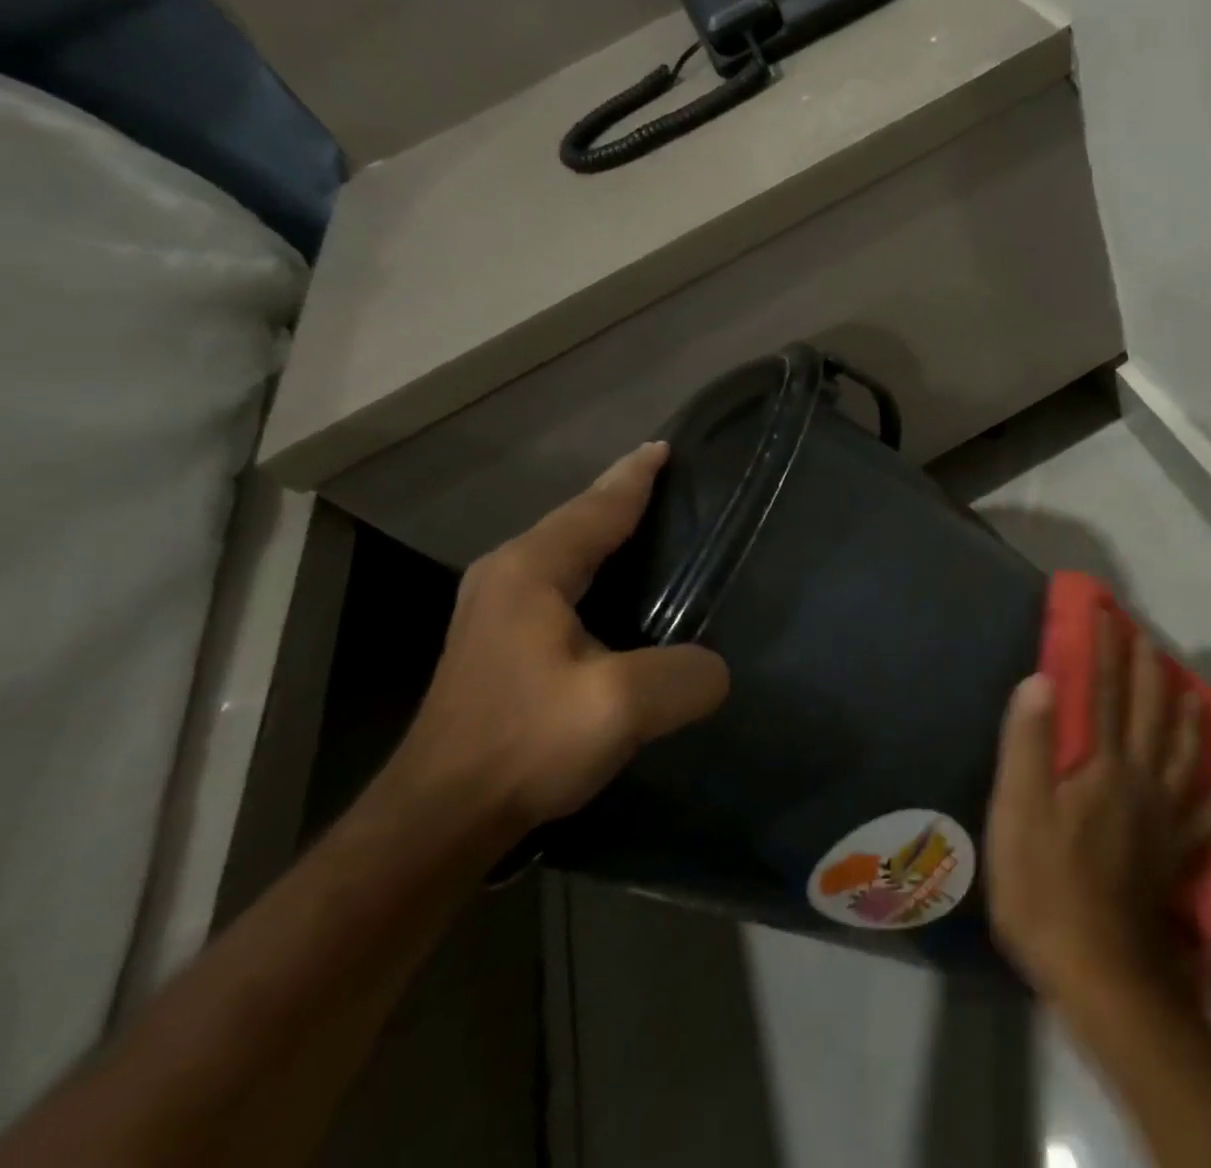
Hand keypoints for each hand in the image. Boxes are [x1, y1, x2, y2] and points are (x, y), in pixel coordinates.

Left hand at [388, 442, 729, 846]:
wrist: (437, 821)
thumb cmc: (524, 744)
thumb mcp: (620, 707)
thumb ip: (685, 675)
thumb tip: (715, 669)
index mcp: (531, 570)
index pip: (597, 507)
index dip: (636, 477)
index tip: (667, 447)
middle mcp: (508, 576)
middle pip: (578, 520)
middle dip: (624, 497)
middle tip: (673, 483)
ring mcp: (498, 610)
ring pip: (568, 550)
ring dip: (609, 533)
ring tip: (657, 528)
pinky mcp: (502, 643)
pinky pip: (563, 582)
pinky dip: (598, 569)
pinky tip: (624, 590)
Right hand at [985, 615, 1210, 1009]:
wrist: (1103, 976)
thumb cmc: (1048, 890)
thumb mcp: (1019, 812)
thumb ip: (1029, 744)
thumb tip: (1041, 678)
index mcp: (1103, 767)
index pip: (1104, 694)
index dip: (1105, 651)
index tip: (1106, 613)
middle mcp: (1142, 783)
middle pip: (1150, 716)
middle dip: (1148, 672)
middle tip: (1148, 638)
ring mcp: (1166, 824)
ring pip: (1185, 759)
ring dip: (1188, 721)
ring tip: (1196, 695)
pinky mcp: (1176, 862)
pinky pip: (1203, 822)